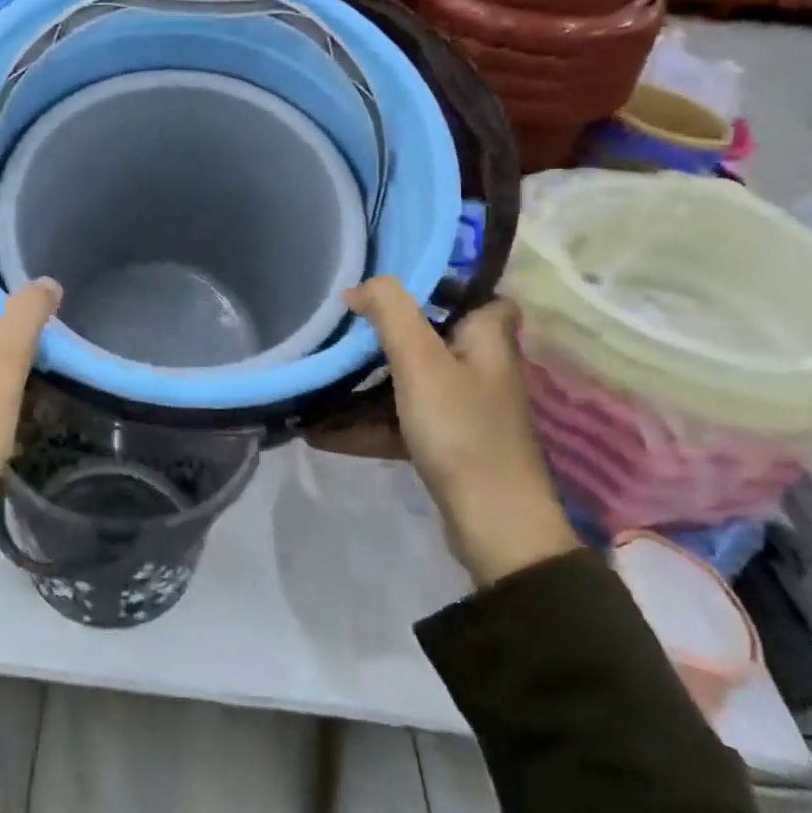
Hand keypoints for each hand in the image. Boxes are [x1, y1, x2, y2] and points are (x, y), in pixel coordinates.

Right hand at [345, 280, 578, 587]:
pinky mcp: (448, 445)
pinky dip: (367, 425)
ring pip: (409, 384)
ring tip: (316, 384)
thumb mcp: (420, 362)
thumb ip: (392, 312)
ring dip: (364, 387)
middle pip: (430, 338)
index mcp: (486, 339)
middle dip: (384, 336)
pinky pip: (401, 422)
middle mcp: (479, 369)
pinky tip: (320, 433)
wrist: (496, 527)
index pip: (480, 296)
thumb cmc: (461, 429)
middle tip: (341, 329)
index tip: (396, 288)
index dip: (445, 286)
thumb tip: (361, 286)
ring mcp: (464, 410)